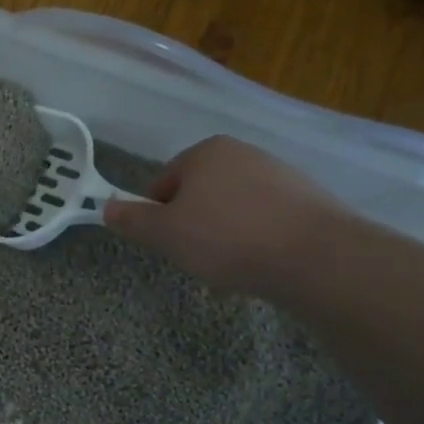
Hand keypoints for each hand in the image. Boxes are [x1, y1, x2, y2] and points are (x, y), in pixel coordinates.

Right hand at [102, 135, 347, 295]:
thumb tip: (107, 208)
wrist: (316, 257)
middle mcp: (244, 154)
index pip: (163, 182)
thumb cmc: (226, 238)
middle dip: (192, 227)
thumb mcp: (165, 233)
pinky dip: (256, 242)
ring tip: (229, 271)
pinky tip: (259, 268)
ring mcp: (281, 175)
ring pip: (233, 211)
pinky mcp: (310, 202)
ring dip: (223, 237)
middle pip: (200, 195)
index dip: (156, 215)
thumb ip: (132, 220)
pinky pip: (266, 222)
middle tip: (194, 259)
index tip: (164, 244)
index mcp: (206, 152)